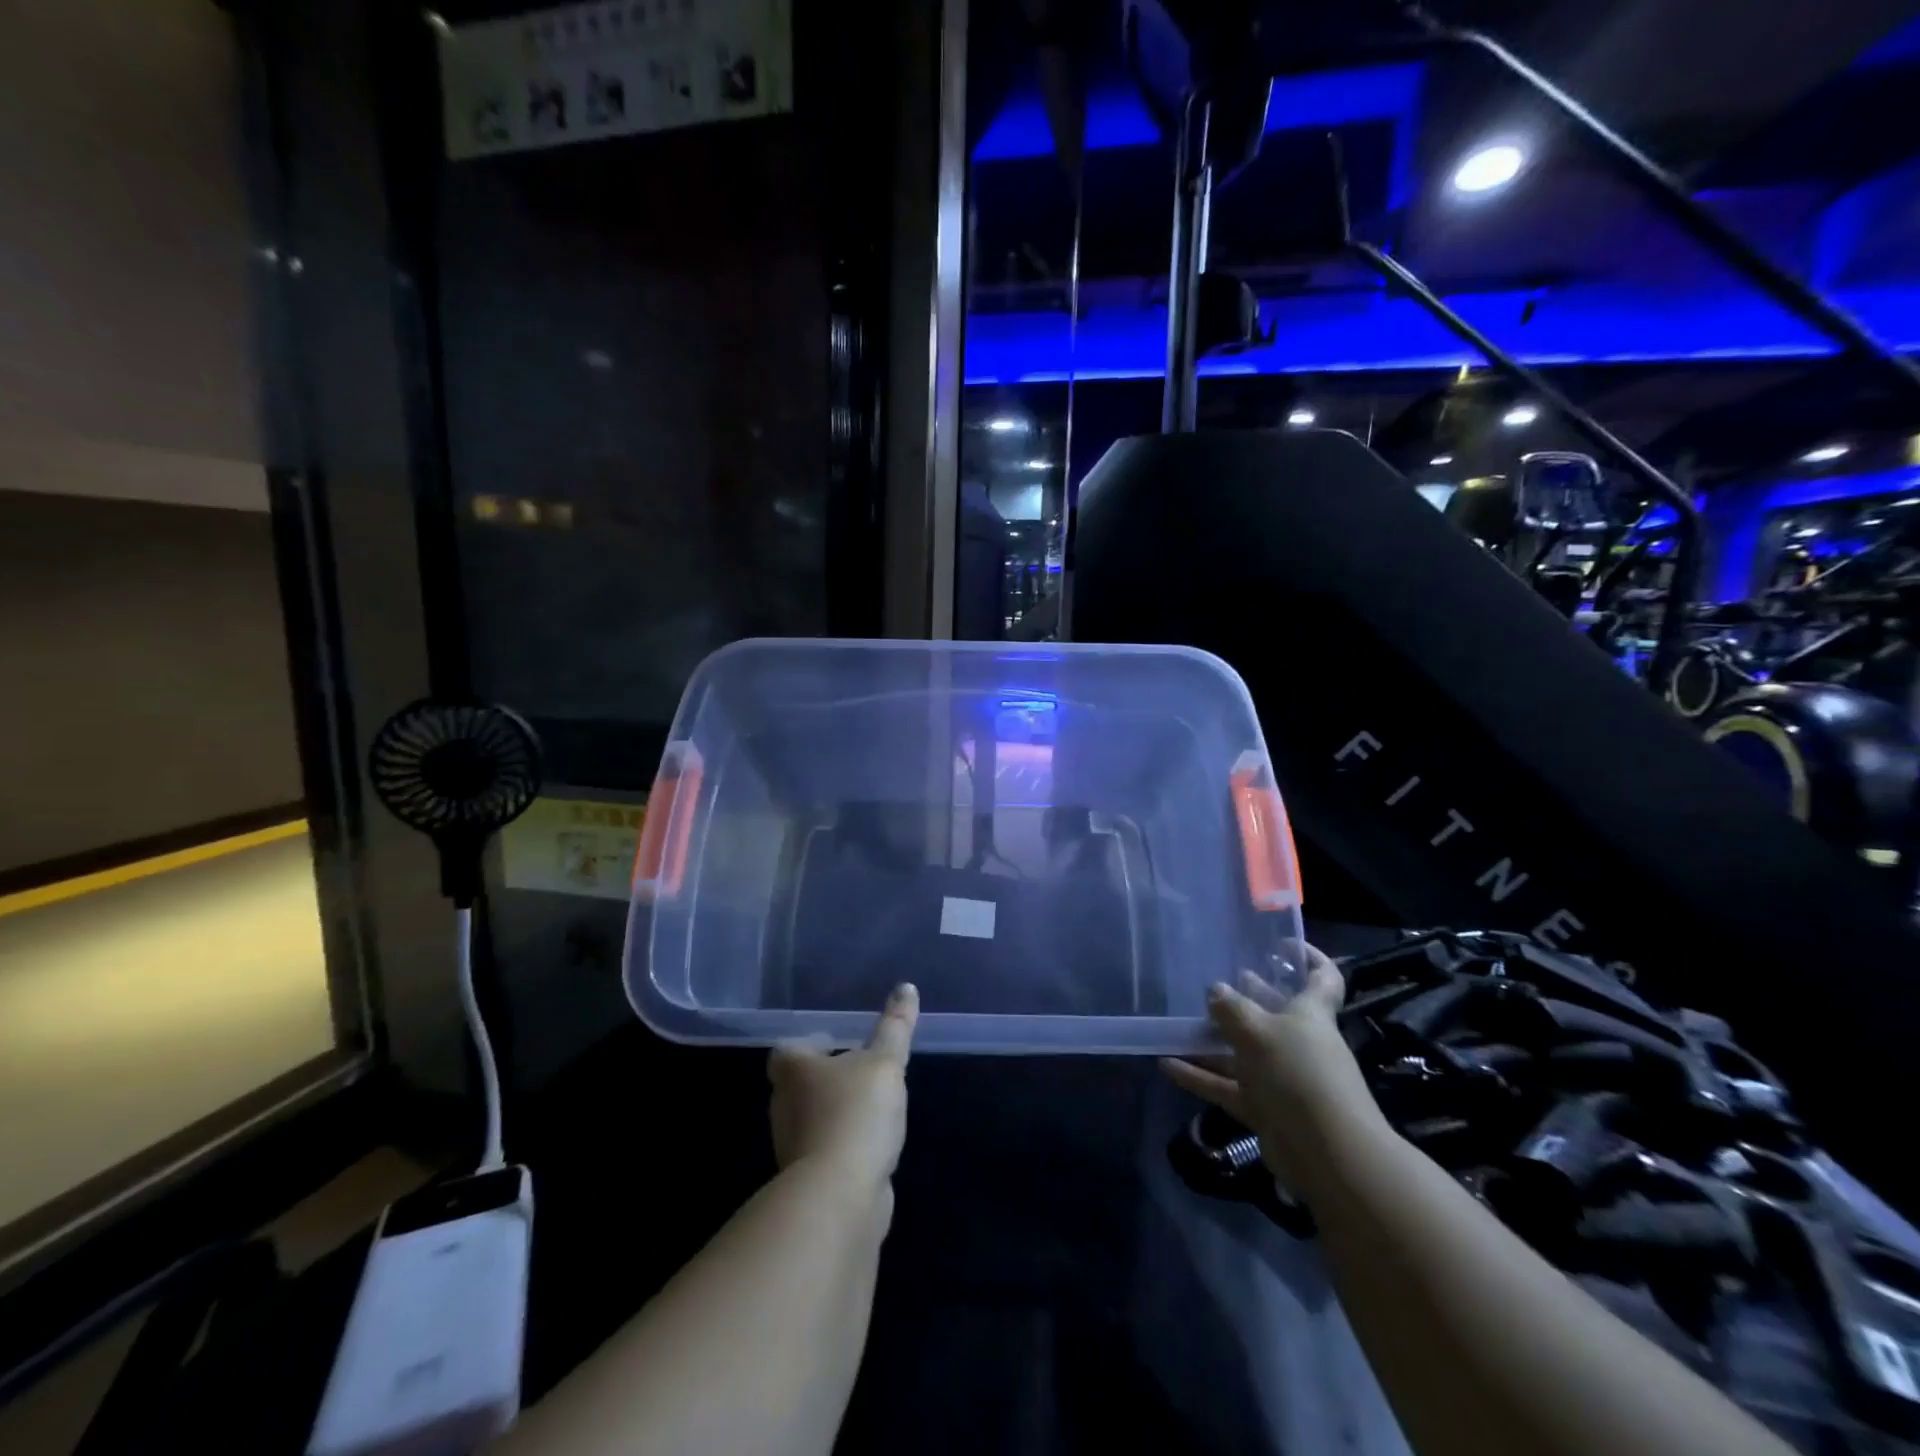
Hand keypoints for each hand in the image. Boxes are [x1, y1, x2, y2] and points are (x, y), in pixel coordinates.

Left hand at [769, 984, 918, 1196]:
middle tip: (862, 1069)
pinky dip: (845, 1144)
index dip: (809, 1043)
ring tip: (874, 1106)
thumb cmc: (856, 1113)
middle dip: (827, 1076)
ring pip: (814, 1118)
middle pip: (800, 1083)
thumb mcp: (884, 1063)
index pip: (787, 1049)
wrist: (841, 1196)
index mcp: (794, 1070)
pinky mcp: (809, 1179)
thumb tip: (906, 987)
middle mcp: (785, 1104)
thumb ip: (895, 1027)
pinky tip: (872, 1144)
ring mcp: (794, 1145)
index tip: (837, 1042)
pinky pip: (827, 1150)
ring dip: (838, 1111)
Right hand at [1161, 947, 1380, 1184]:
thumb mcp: (1258, 1031)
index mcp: (1310, 1015)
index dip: (1310, 958)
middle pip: (1274, 1013)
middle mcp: (1299, 1043)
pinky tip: (1166, 1065)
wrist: (1328, 1155)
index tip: (1284, 944)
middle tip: (1218, 982)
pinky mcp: (1266, 1110)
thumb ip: (1232, 1008)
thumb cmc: (1299, 1074)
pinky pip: (1227, 1086)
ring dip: (1214, 1040)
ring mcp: (1281, 1078)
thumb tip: (1216, 991)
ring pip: (1243, 1052)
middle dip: (1249, 997)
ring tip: (1182, 1024)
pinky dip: (1199, 1077)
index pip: (1323, 980)